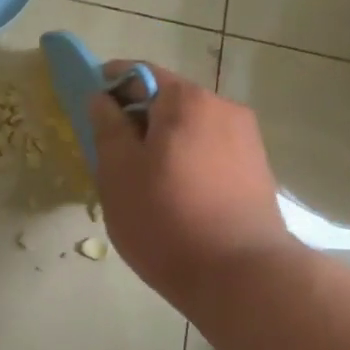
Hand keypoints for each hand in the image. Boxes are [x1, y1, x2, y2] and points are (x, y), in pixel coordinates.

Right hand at [88, 66, 300, 307]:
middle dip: (138, 119)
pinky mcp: (258, 172)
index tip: (91, 110)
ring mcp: (247, 140)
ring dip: (164, 143)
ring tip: (145, 183)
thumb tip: (102, 99)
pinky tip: (177, 198)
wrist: (243, 277)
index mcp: (187, 100)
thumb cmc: (167, 219)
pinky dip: (188, 162)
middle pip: (168, 101)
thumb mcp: (118, 173)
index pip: (139, 72)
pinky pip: (211, 152)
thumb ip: (106, 127)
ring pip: (190, 129)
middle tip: (112, 155)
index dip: (109, 84)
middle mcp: (223, 108)